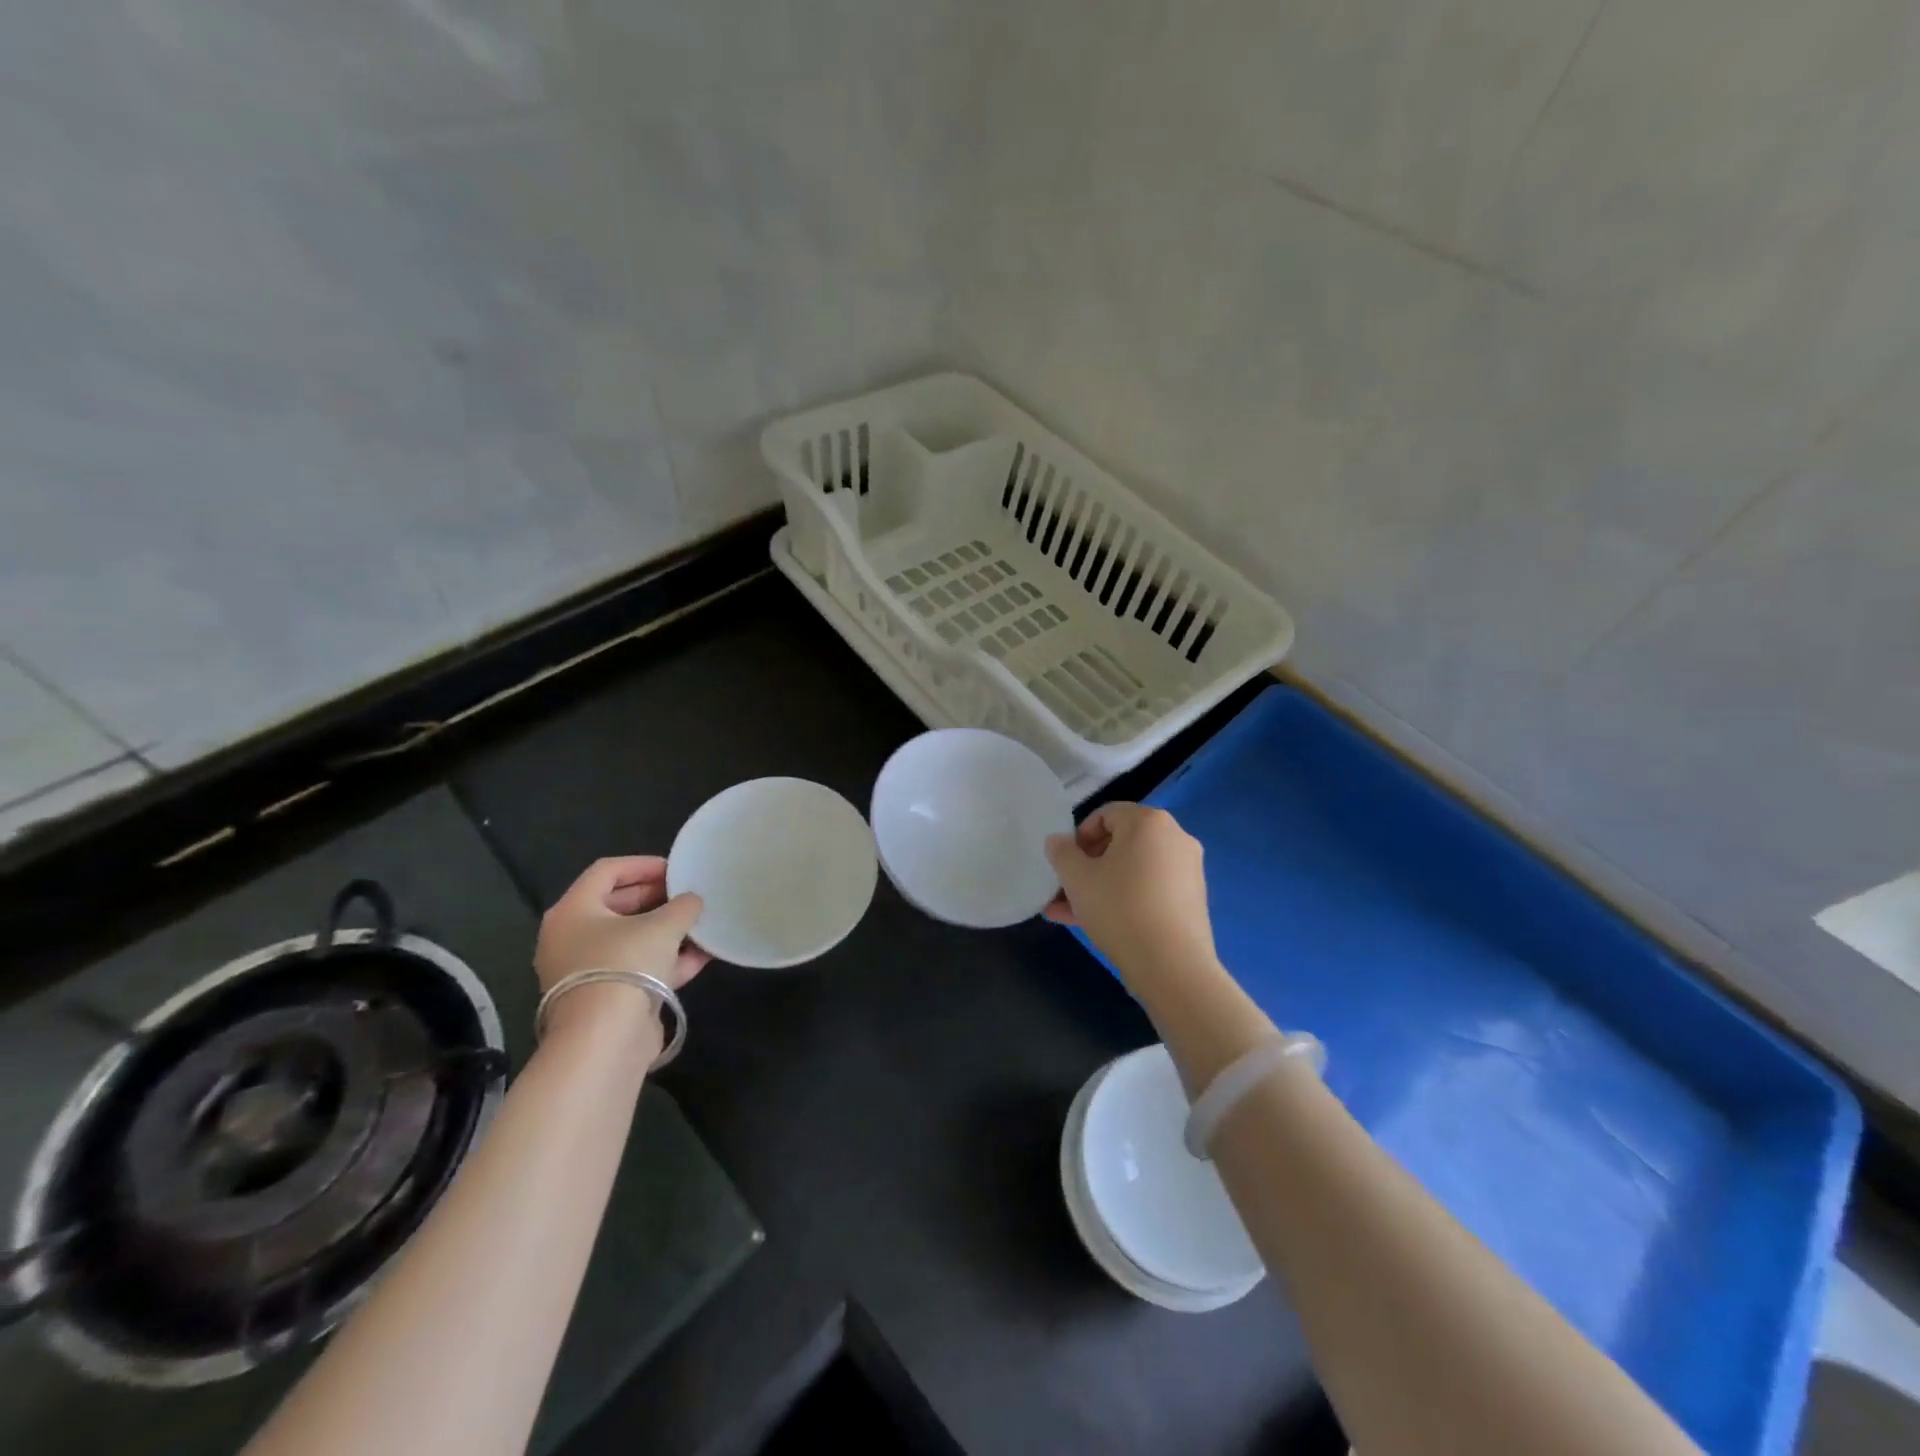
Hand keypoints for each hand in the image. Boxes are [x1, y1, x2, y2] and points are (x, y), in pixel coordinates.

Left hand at [534, 857, 709, 1047]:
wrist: (605, 1040)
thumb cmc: (625, 965)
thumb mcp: (663, 925)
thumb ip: (683, 906)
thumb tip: (692, 901)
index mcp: (573, 911)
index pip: (607, 871)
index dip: (643, 864)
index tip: (676, 869)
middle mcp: (571, 938)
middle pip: (617, 905)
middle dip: (657, 898)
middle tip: (689, 894)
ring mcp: (587, 970)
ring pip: (630, 939)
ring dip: (666, 930)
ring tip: (700, 923)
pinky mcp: (606, 998)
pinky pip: (638, 967)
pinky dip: (666, 959)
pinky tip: (702, 955)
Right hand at [1044, 804, 1216, 979]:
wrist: (1172, 965)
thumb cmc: (1119, 908)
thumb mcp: (1076, 878)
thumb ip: (1061, 852)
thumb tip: (1059, 841)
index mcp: (1148, 821)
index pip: (1105, 815)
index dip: (1079, 836)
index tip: (1065, 864)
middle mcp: (1175, 837)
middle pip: (1120, 843)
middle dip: (1087, 866)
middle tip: (1064, 890)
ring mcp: (1187, 870)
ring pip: (1132, 871)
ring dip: (1099, 887)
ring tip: (1068, 914)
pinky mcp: (1192, 899)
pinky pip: (1149, 889)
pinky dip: (1124, 899)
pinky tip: (1095, 925)